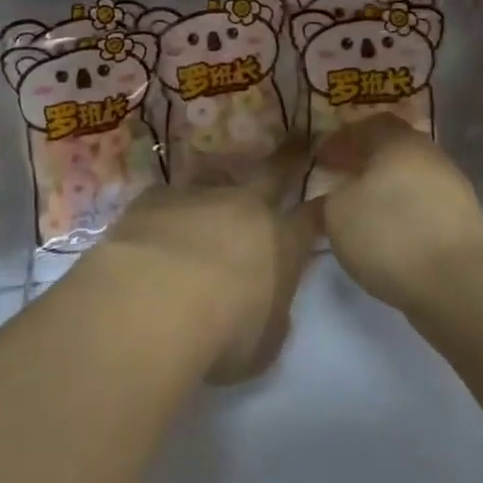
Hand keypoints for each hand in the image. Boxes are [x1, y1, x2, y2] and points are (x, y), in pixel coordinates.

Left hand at [94, 140, 316, 384]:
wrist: (153, 300)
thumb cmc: (221, 334)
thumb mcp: (263, 345)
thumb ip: (270, 317)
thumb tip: (265, 305)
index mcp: (281, 243)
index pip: (311, 218)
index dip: (321, 208)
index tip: (329, 195)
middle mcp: (245, 207)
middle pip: (274, 173)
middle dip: (291, 156)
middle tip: (300, 137)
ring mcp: (200, 195)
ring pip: (217, 179)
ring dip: (219, 189)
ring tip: (210, 201)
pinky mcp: (157, 196)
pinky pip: (170, 200)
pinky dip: (170, 213)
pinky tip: (156, 233)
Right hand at [312, 116, 482, 310]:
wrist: (462, 284)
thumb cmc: (390, 233)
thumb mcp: (337, 214)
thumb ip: (326, 200)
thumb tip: (329, 199)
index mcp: (397, 140)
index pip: (365, 125)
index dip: (340, 141)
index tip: (319, 160)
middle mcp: (428, 155)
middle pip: (389, 151)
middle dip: (362, 164)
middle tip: (337, 182)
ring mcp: (451, 189)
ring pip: (407, 180)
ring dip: (382, 192)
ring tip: (358, 214)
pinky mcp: (462, 224)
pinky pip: (422, 209)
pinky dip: (401, 216)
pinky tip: (386, 238)